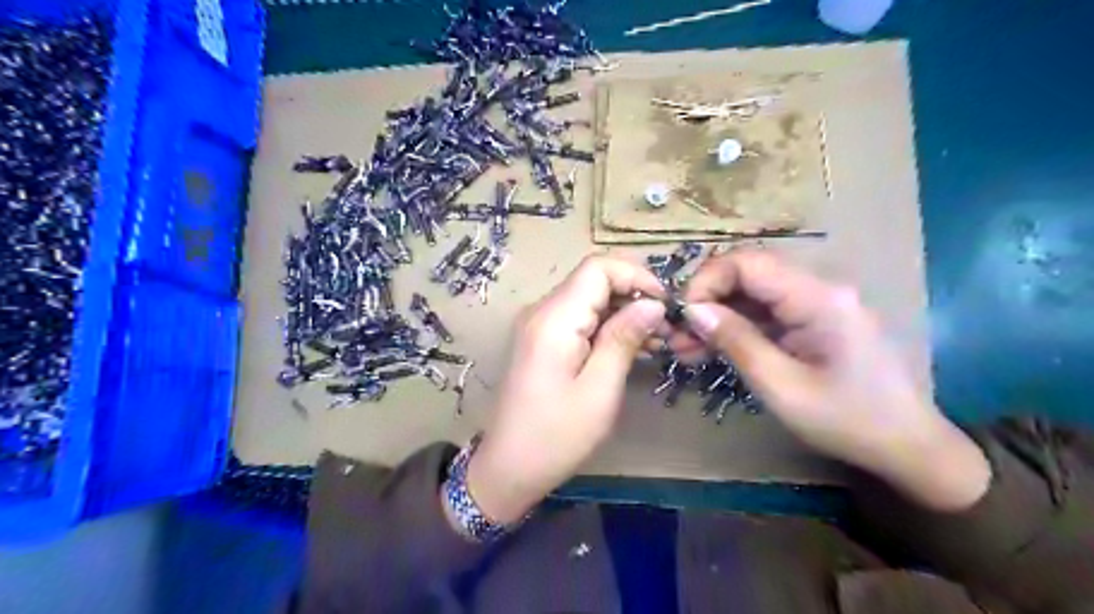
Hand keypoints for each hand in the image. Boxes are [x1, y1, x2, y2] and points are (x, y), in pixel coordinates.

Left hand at [464, 254, 661, 521]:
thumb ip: (624, 339)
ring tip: (656, 340)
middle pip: (593, 281)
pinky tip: (631, 347)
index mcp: (554, 318)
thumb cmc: (556, 436)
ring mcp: (538, 325)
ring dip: (623, 312)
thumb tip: (653, 304)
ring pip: (588, 299)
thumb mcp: (600, 390)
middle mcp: (542, 311)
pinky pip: (578, 319)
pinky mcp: (541, 341)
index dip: (636, 275)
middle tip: (666, 327)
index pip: (597, 268)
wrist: (508, 468)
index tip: (665, 304)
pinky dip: (606, 326)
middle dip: (634, 295)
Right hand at [671, 249, 997, 513]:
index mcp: (818, 297)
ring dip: (717, 317)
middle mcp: (818, 289)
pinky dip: (736, 329)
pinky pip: (766, 314)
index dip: (707, 281)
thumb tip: (693, 310)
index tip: (683, 316)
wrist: (908, 447)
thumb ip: (736, 341)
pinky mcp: (813, 321)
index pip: (748, 262)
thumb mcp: (781, 386)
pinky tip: (709, 351)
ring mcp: (817, 304)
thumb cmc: (848, 420)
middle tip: (676, 335)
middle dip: (707, 301)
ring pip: (752, 295)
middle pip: (748, 275)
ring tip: (684, 348)